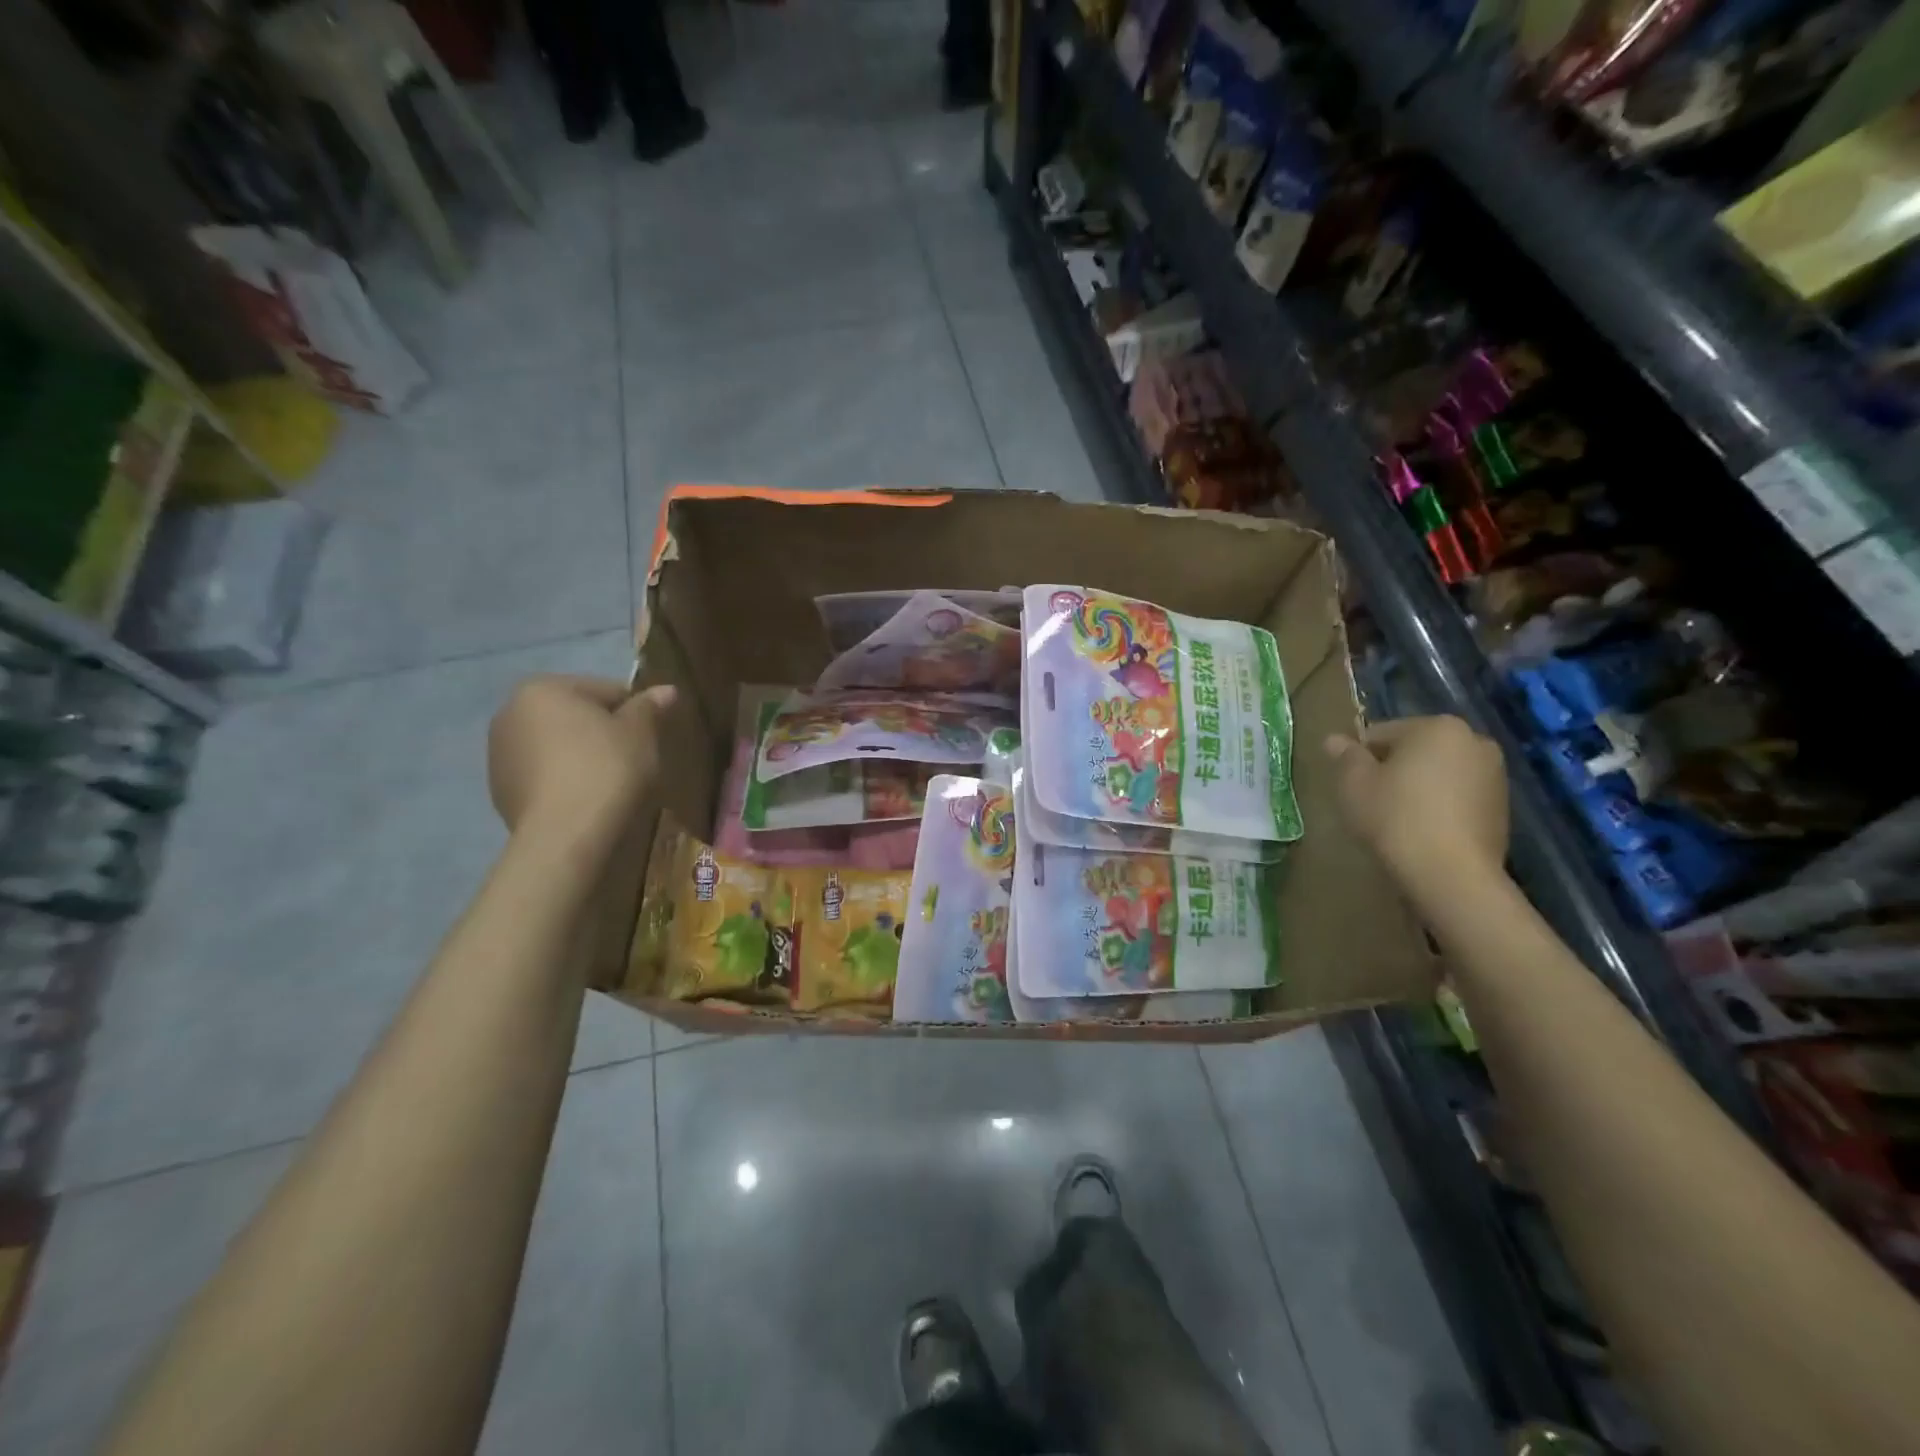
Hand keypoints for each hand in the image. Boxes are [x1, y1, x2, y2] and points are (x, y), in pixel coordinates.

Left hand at [487, 675, 675, 840]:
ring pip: (556, 746)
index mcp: (542, 689)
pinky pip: (543, 775)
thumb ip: (649, 706)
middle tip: (632, 759)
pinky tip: (585, 800)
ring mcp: (498, 755)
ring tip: (609, 784)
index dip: (634, 712)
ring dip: (581, 756)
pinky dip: (564, 781)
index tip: (649, 737)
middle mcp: (510, 713)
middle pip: (575, 716)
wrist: (566, 834)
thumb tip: (667, 690)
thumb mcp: (640, 733)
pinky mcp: (499, 791)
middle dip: (602, 732)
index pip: (605, 690)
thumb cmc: (607, 768)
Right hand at [1325, 716, 1508, 891]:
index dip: (1359, 758)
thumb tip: (1334, 740)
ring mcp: (1495, 775)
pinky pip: (1457, 797)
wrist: (1451, 874)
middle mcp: (1474, 741)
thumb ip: (1345, 756)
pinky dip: (1439, 806)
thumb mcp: (1354, 783)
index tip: (1351, 785)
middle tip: (1372, 802)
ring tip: (1397, 820)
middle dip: (1392, 770)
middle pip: (1414, 750)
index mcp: (1437, 726)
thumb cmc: (1395, 817)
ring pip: (1438, 773)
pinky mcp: (1502, 807)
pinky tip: (1423, 832)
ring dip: (1417, 788)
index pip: (1382, 733)